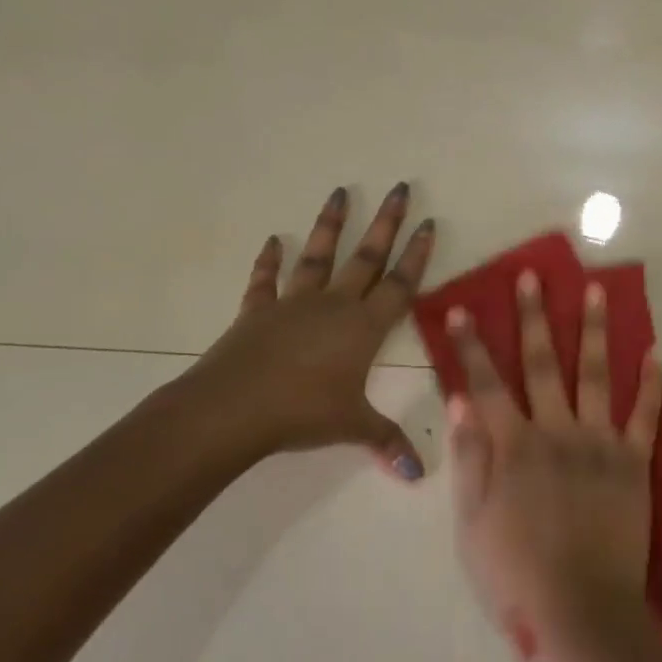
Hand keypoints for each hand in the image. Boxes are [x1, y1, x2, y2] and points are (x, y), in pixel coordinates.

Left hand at [166, 183, 435, 479]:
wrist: (233, 409)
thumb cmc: (301, 414)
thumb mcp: (352, 428)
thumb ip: (386, 442)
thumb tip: (417, 474)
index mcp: (363, 327)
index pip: (400, 284)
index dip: (417, 255)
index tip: (428, 222)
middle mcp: (334, 305)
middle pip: (366, 257)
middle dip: (386, 222)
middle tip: (399, 187)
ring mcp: (293, 304)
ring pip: (317, 256)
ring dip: (330, 224)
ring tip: (339, 192)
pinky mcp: (257, 311)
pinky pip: (265, 281)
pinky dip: (268, 261)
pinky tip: (272, 241)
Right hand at [446, 270, 661, 643]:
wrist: (583, 610)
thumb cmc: (517, 573)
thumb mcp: (472, 523)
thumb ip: (468, 458)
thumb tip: (460, 402)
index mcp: (514, 446)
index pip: (487, 384)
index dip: (472, 346)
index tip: (463, 309)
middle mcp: (556, 430)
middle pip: (542, 363)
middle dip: (534, 316)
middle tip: (532, 276)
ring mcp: (598, 442)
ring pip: (595, 373)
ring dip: (593, 329)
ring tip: (595, 290)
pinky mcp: (632, 460)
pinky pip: (644, 415)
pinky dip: (651, 384)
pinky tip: (656, 353)